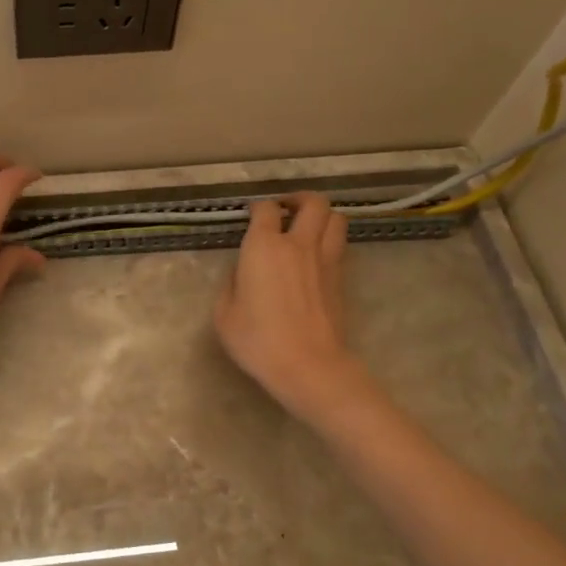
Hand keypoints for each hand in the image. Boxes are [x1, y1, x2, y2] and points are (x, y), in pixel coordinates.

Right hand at [215, 193, 362, 415]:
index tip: (251, 216)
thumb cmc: (258, 340)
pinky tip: (315, 255)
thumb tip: (242, 271)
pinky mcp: (341, 278)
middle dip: (298, 199)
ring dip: (321, 216)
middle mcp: (298, 244)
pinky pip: (339, 244)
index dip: (258, 208)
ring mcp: (325, 259)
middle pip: (312, 202)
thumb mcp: (224, 314)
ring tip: (306, 227)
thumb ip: (231, 284)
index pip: (265, 209)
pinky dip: (329, 239)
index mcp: (264, 247)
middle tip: (285, 211)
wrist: (308, 365)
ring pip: (336, 218)